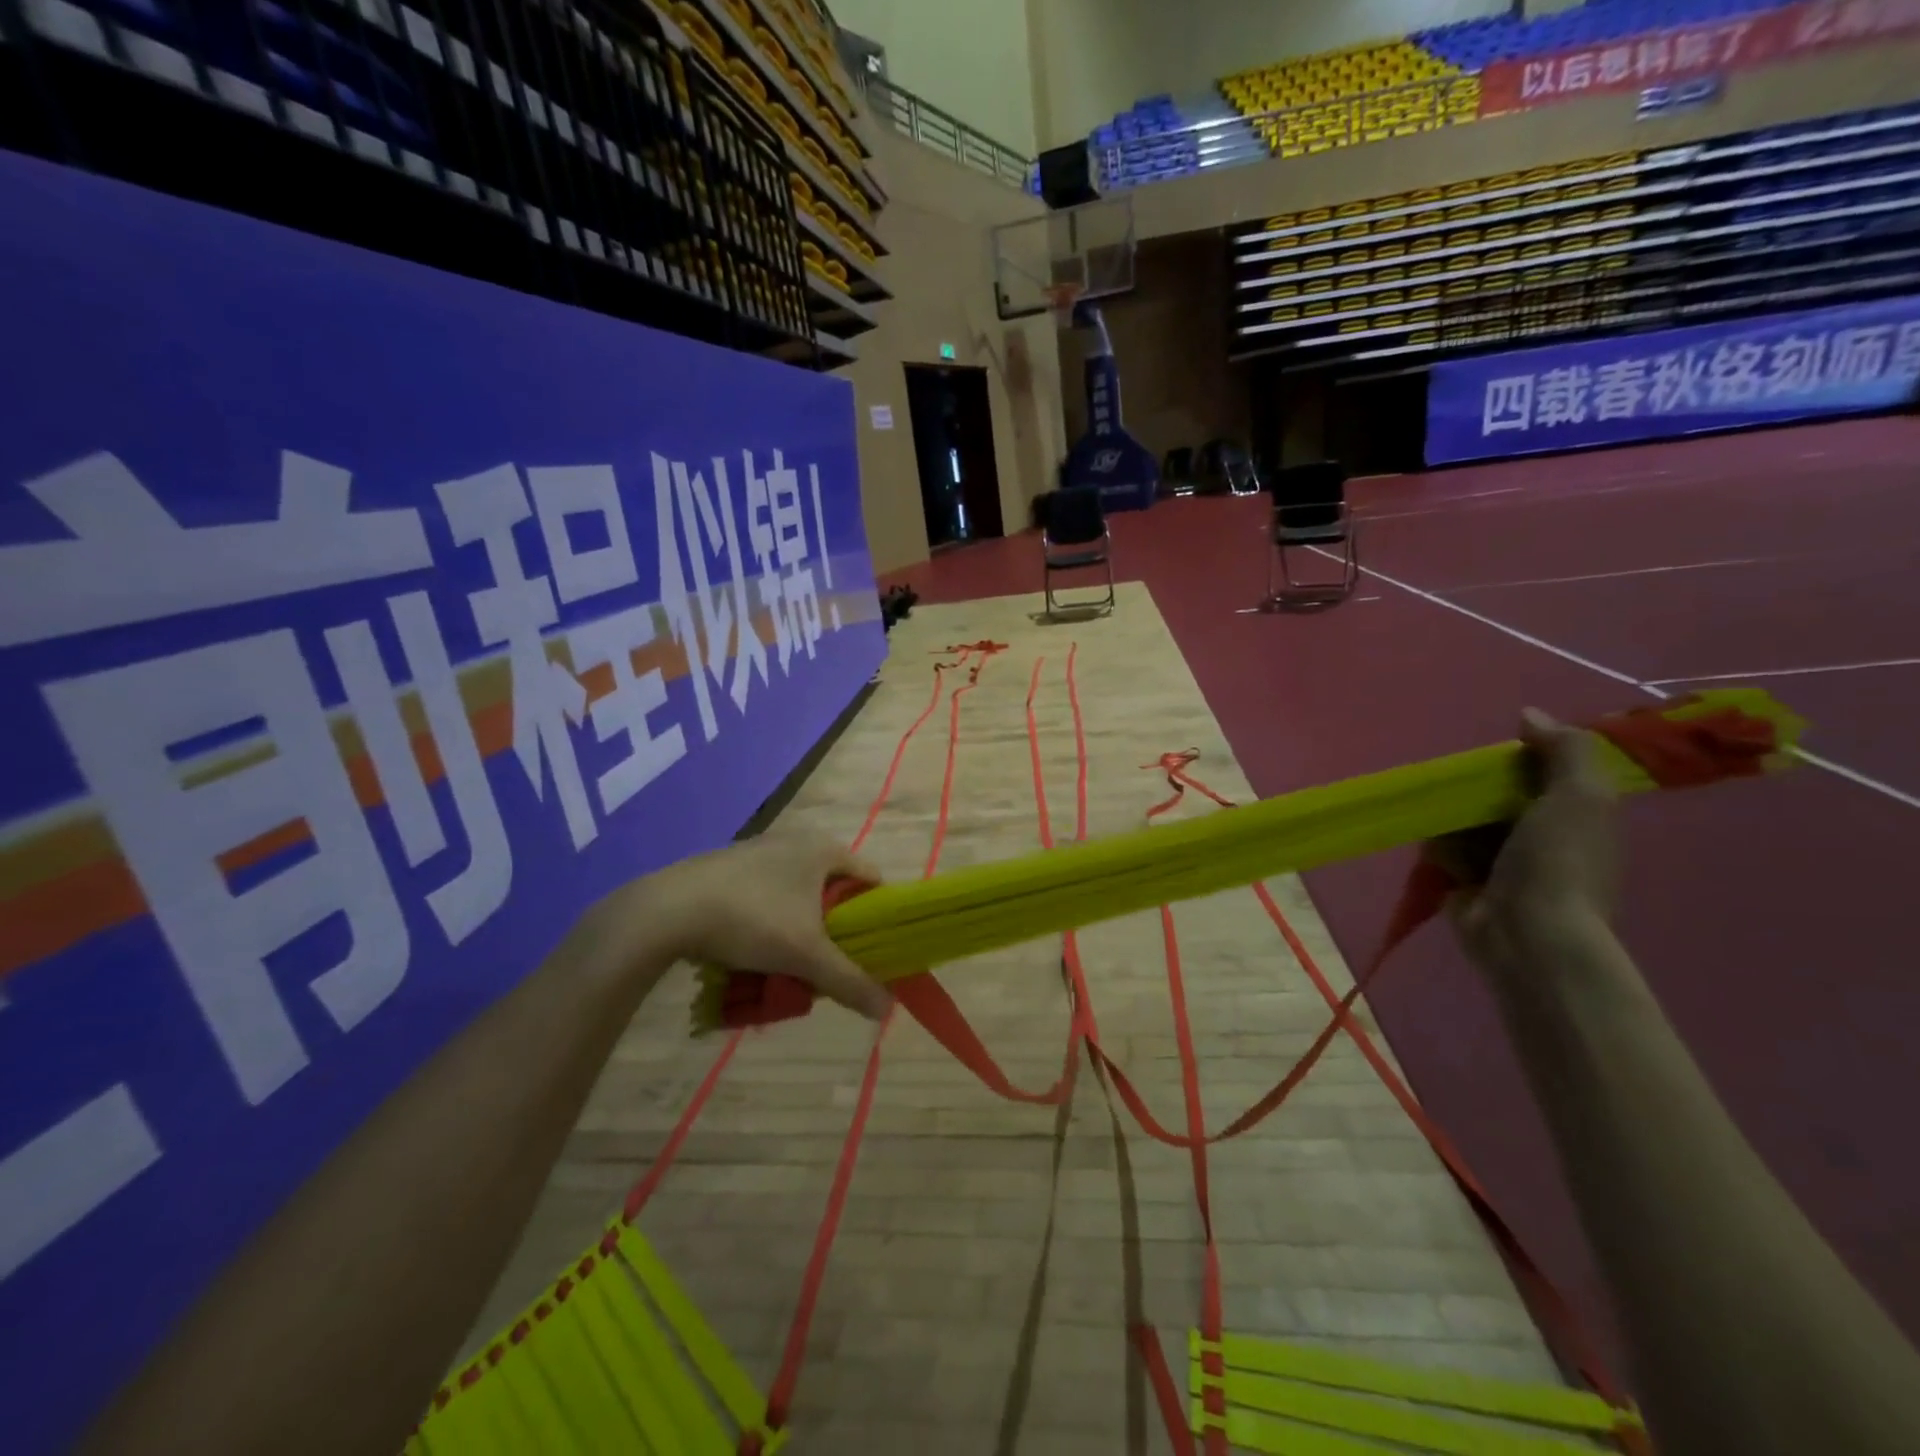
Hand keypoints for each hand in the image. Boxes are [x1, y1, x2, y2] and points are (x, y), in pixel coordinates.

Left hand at [624, 832, 891, 1019]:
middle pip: (834, 891)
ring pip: (799, 896)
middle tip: (826, 965)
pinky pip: (768, 895)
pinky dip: (770, 922)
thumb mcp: (806, 956)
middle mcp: (797, 840)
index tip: (869, 952)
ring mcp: (760, 850)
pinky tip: (752, 951)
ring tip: (787, 965)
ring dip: (800, 930)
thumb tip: (887, 1009)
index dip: (877, 917)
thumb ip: (850, 981)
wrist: (667, 910)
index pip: (871, 880)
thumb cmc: (751, 920)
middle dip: (834, 931)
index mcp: (824, 849)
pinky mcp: (731, 866)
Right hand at [1436, 709, 1618, 967]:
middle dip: (1476, 787)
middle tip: (1457, 782)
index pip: (1543, 774)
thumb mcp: (1580, 796)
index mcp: (1577, 816)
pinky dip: (1437, 846)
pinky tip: (1434, 845)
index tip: (1497, 755)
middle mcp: (1542, 838)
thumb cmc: (1559, 862)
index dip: (1520, 759)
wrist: (1528, 934)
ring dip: (1451, 816)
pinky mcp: (1466, 882)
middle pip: (1499, 795)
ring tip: (1438, 813)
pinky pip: (1444, 850)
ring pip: (1466, 820)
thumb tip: (1529, 715)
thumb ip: (1564, 750)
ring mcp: (1503, 863)